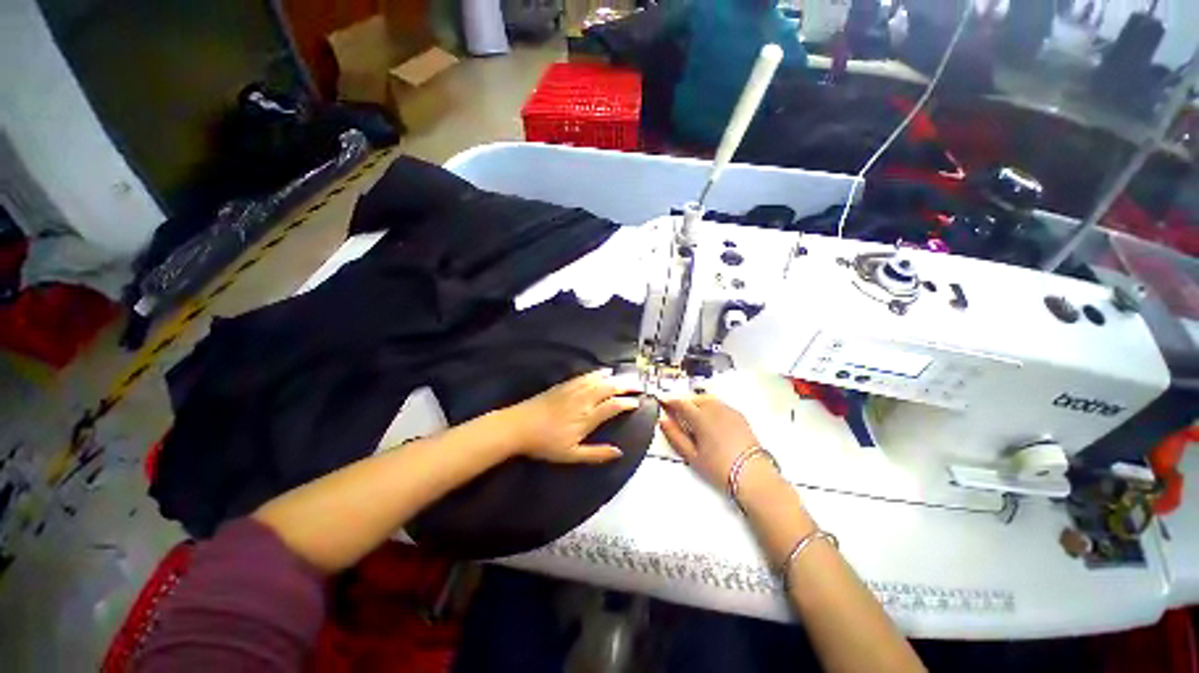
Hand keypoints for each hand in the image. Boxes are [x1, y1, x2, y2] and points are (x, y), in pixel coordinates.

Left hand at [502, 370, 640, 463]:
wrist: (519, 426)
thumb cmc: (545, 444)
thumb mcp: (571, 455)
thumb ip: (596, 454)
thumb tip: (619, 452)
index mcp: (587, 417)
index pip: (613, 406)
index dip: (627, 403)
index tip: (637, 403)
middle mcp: (584, 400)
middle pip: (609, 388)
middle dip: (626, 385)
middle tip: (639, 385)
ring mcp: (574, 390)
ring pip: (599, 379)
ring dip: (615, 377)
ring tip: (627, 377)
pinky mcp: (564, 385)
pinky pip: (586, 375)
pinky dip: (598, 372)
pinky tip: (603, 371)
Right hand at [658, 394, 767, 489]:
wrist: (753, 475)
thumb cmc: (720, 467)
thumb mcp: (692, 455)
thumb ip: (675, 436)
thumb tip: (663, 421)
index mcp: (701, 417)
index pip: (681, 403)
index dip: (669, 401)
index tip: (662, 402)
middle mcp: (715, 409)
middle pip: (694, 398)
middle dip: (683, 402)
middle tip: (675, 410)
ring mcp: (728, 411)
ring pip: (707, 399)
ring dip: (696, 402)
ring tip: (691, 414)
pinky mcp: (739, 416)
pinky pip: (719, 404)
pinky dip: (710, 406)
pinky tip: (709, 418)